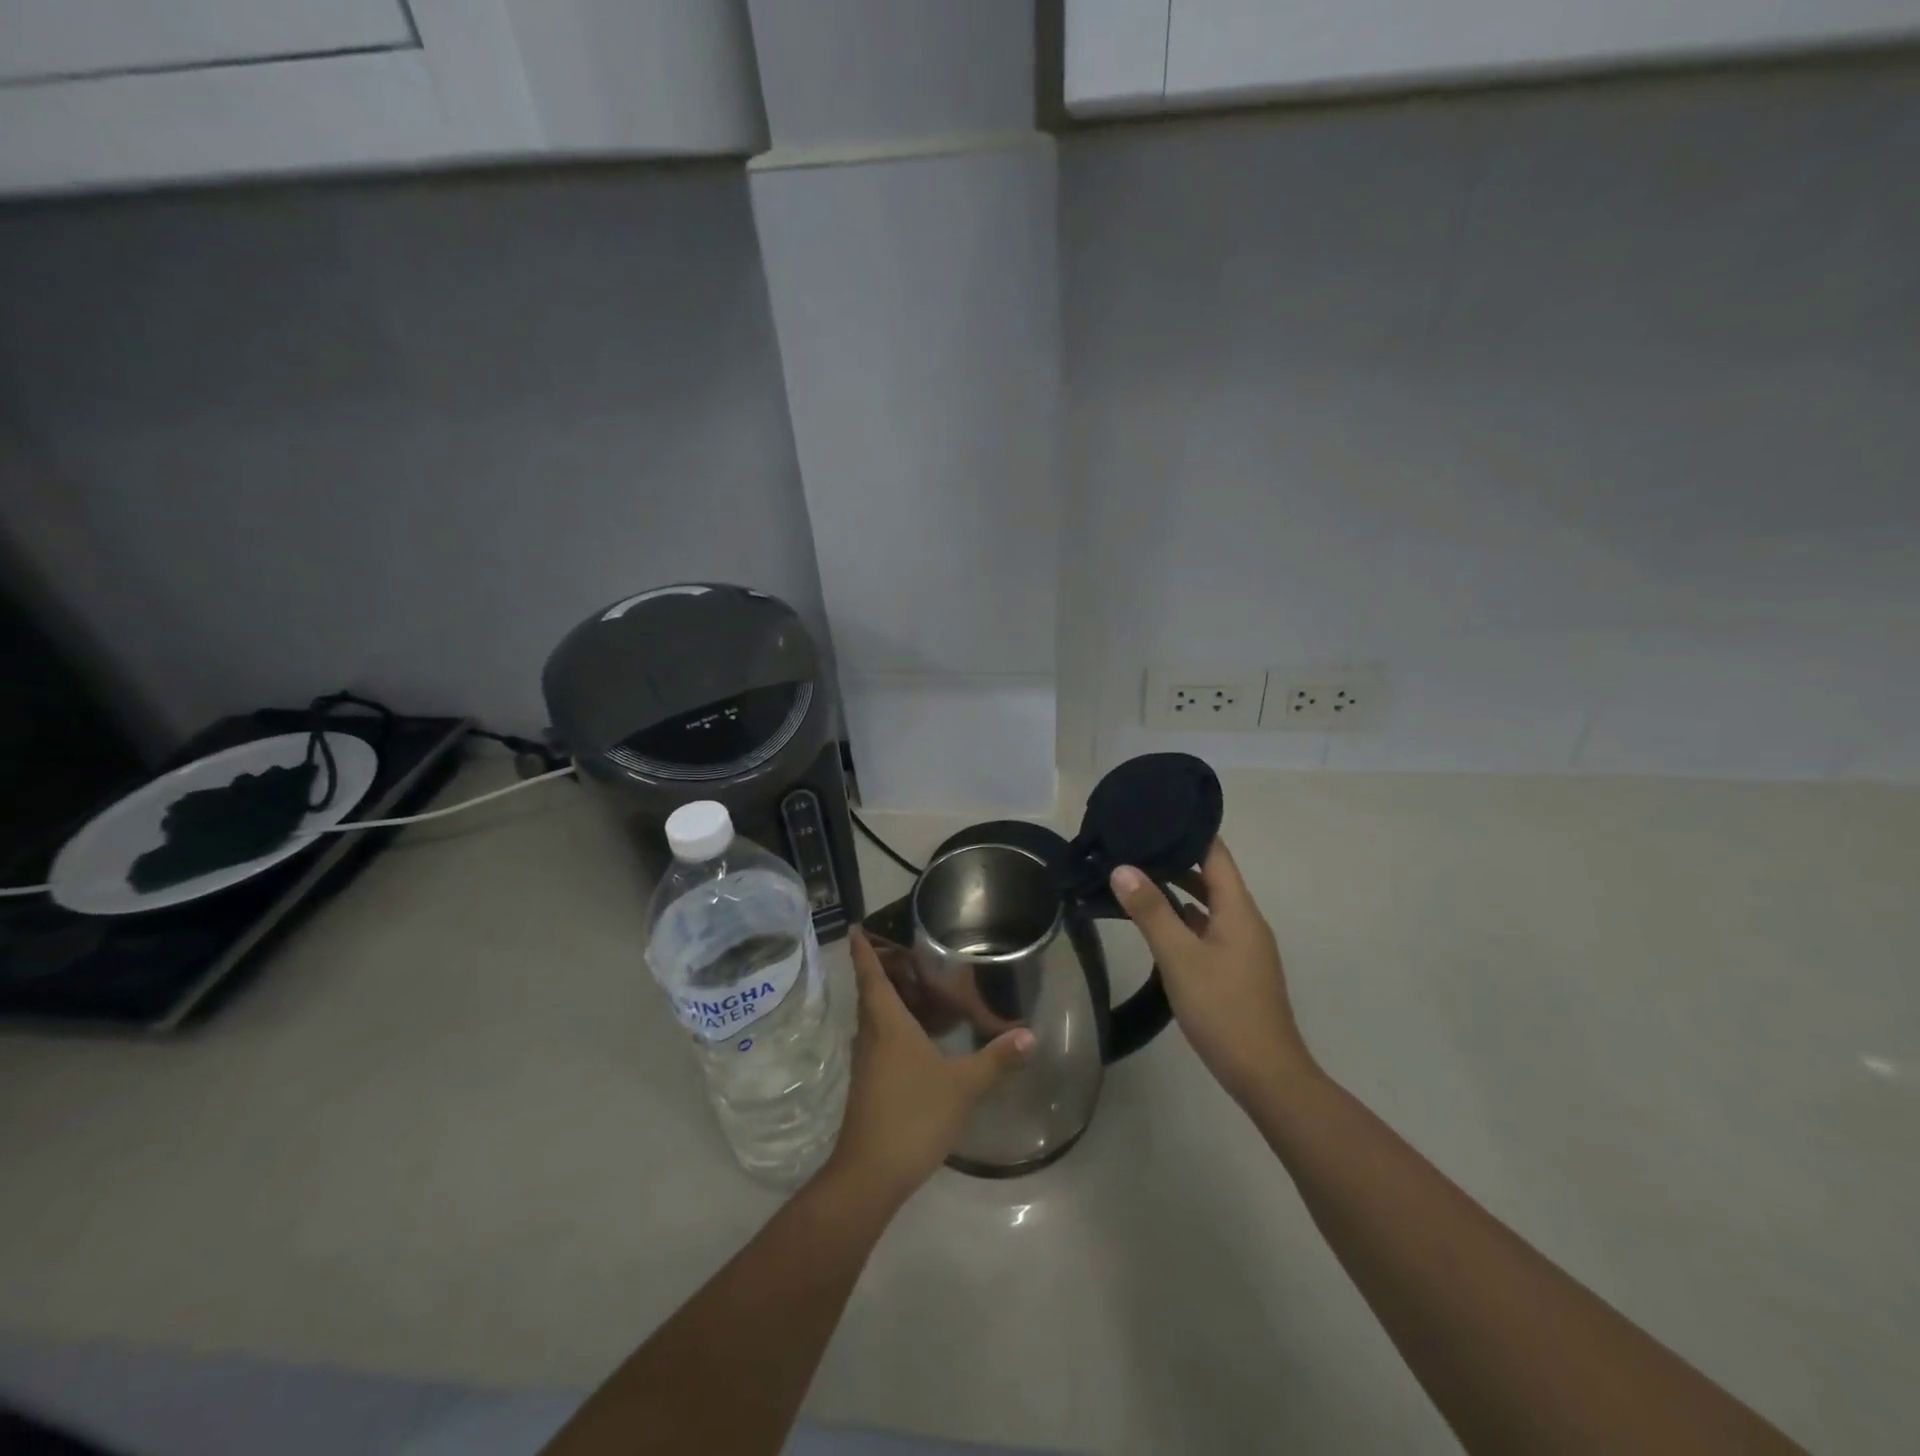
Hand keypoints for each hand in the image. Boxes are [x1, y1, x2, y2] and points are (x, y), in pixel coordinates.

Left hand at [823, 929, 1035, 1206]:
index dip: (862, 950)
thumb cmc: (913, 1116)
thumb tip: (1029, 1035)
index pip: (871, 975)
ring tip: (913, 986)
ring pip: (873, 1019)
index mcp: (887, 1024)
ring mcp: (866, 1063)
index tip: (854, 926)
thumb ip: (996, 1059)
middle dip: (879, 970)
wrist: (870, 1174)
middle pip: (870, 994)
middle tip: (901, 950)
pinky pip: (878, 1041)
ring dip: (886, 999)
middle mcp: (870, 1036)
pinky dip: (892, 1026)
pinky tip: (916, 1036)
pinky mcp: (869, 1085)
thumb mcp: (962, 1085)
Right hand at [1110, 839, 1313, 1106]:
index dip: (1189, 831)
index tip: (1156, 814)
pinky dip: (1183, 918)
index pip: (1216, 854)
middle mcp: (1245, 922)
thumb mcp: (1180, 958)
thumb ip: (1151, 912)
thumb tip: (1122, 868)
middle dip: (1175, 858)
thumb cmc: (1224, 1009)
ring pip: (1208, 905)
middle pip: (1211, 877)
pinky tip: (1157, 923)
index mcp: (1238, 911)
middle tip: (1134, 844)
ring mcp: (1242, 947)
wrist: (1266, 1074)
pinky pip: (1207, 929)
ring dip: (1177, 890)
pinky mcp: (1236, 969)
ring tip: (1137, 875)